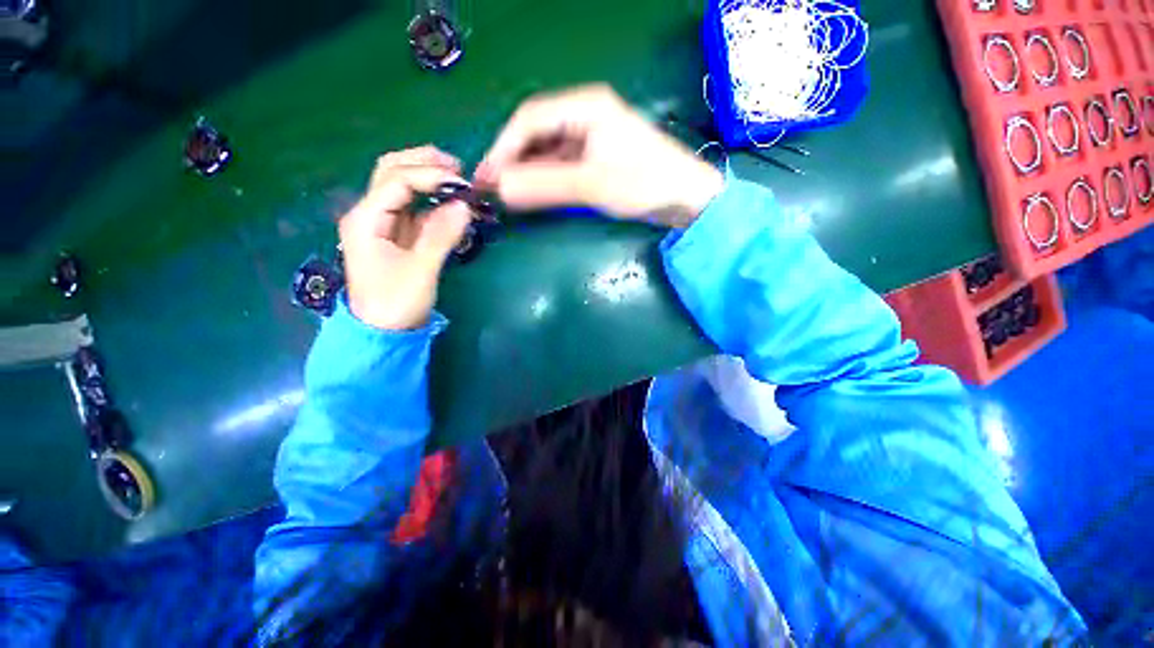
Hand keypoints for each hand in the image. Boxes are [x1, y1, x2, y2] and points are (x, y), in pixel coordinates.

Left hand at [339, 146, 472, 330]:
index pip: (397, 181)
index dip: (430, 175)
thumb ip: (442, 235)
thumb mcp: (421, 270)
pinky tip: (450, 204)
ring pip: (401, 187)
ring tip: (456, 180)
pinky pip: (413, 209)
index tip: (462, 183)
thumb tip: (464, 206)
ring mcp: (381, 224)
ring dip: (427, 178)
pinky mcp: (395, 235)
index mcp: (366, 219)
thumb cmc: (396, 303)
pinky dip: (432, 201)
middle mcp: (370, 214)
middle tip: (457, 167)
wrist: (383, 331)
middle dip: (423, 164)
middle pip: (391, 173)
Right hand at [476, 84, 724, 227]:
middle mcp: (584, 115)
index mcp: (584, 106)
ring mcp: (590, 137)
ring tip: (508, 194)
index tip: (487, 177)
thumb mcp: (592, 184)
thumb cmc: (644, 183)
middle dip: (512, 160)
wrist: (685, 198)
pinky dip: (544, 179)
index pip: (530, 119)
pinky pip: (560, 165)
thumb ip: (544, 186)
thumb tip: (499, 189)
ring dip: (526, 172)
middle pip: (536, 133)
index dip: (503, 148)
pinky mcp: (595, 158)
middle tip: (492, 189)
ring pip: (547, 151)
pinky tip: (534, 193)